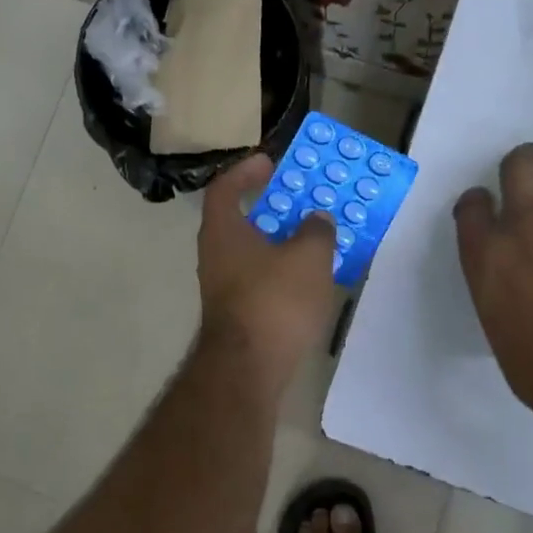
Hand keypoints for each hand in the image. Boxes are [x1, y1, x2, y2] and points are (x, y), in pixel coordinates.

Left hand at [196, 155, 337, 384]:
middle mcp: (215, 254)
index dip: (246, 171)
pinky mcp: (235, 313)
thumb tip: (317, 220)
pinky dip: (279, 269)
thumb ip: (316, 231)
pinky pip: (258, 277)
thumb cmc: (274, 301)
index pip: (225, 187)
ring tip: (312, 239)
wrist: (248, 369)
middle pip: (239, 219)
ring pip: (250, 251)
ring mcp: (222, 286)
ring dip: (278, 241)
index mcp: (223, 230)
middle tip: (301, 201)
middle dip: (270, 207)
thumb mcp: (308, 257)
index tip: (270, 163)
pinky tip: (306, 278)